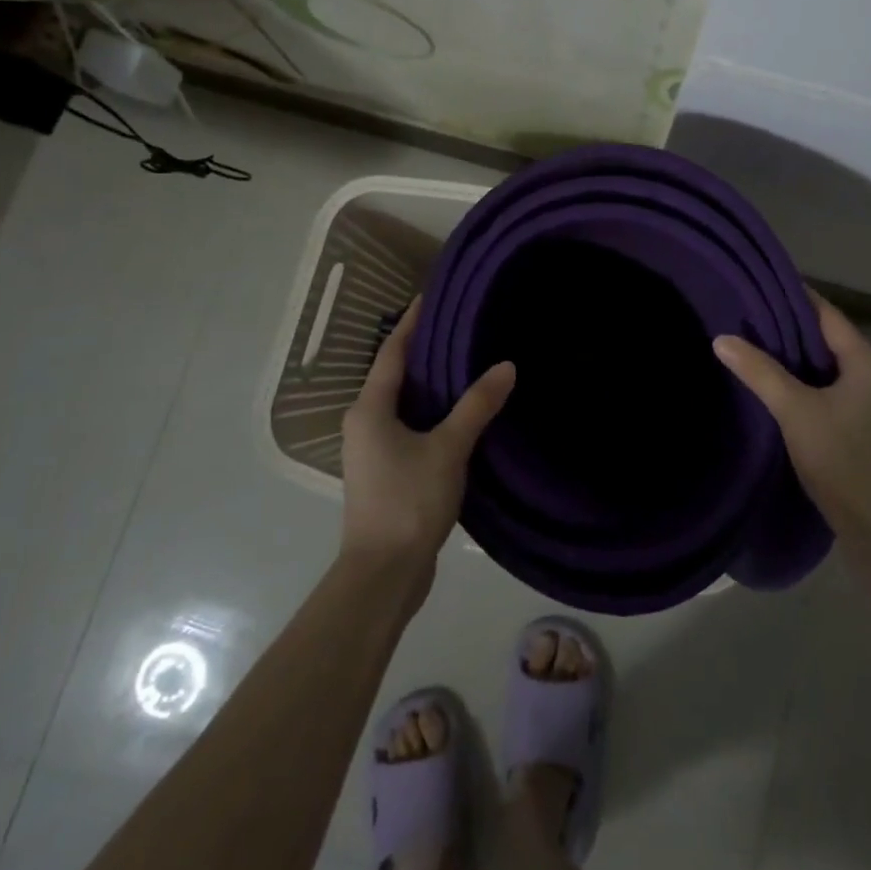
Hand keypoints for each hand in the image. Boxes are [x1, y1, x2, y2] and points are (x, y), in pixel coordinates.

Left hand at [340, 300, 514, 574]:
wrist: (384, 574)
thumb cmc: (408, 501)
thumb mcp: (448, 448)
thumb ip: (477, 405)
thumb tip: (506, 365)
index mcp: (370, 409)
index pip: (391, 352)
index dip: (411, 322)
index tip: (430, 295)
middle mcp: (364, 423)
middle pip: (395, 375)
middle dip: (423, 349)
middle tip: (459, 325)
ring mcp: (372, 450)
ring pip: (402, 403)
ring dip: (428, 383)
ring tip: (465, 361)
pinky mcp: (385, 473)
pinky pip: (409, 427)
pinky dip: (431, 412)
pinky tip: (459, 413)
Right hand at [713, 290, 870, 538]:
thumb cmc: (840, 459)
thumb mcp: (794, 411)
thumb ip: (759, 372)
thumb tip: (721, 339)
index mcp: (869, 362)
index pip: (828, 314)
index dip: (795, 297)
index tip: (759, 285)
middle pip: (829, 337)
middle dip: (791, 326)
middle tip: (748, 314)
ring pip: (830, 363)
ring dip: (797, 354)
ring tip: (755, 342)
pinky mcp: (865, 422)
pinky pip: (832, 385)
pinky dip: (807, 378)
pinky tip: (778, 382)